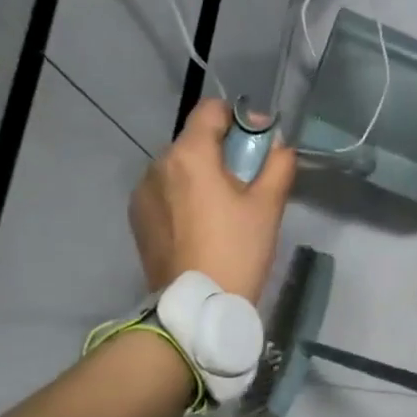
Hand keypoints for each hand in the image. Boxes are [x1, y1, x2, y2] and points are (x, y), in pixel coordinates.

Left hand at [129, 98, 295, 301]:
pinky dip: (185, 197)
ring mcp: (142, 192)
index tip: (259, 145)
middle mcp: (158, 164)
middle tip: (249, 183)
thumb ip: (278, 165)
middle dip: (223, 153)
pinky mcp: (138, 218)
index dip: (240, 120)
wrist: (197, 305)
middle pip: (195, 141)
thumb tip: (278, 145)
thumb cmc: (237, 250)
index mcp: (189, 155)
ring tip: (224, 210)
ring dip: (203, 176)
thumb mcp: (268, 206)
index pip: (211, 111)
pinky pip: (165, 192)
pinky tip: (202, 226)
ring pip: (180, 169)